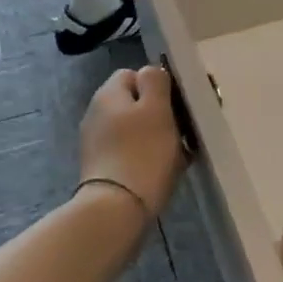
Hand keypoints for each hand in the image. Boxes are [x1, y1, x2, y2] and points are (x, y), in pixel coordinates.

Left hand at [79, 65, 185, 219]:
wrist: (116, 210)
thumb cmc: (142, 152)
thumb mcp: (156, 108)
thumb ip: (155, 81)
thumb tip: (151, 71)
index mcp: (108, 94)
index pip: (134, 73)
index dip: (158, 84)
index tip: (179, 102)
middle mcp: (98, 114)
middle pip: (136, 103)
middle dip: (162, 113)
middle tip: (184, 130)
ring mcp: (98, 143)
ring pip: (137, 130)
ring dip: (159, 137)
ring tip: (180, 154)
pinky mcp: (104, 168)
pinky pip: (133, 152)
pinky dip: (150, 157)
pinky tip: (167, 170)